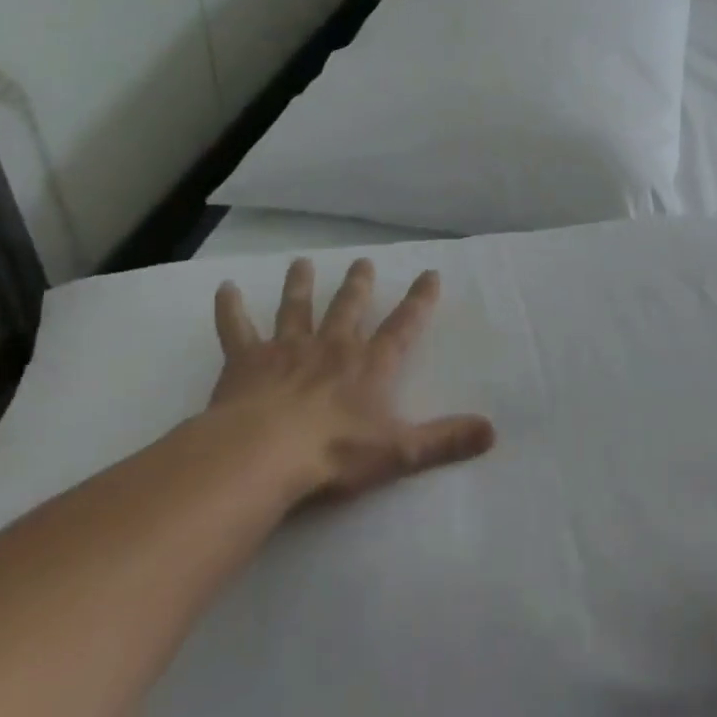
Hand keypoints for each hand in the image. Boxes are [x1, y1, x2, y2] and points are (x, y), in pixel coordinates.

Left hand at [211, 258, 495, 504]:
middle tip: (363, 262)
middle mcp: (332, 347)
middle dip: (358, 285)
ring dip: (300, 285)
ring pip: (296, 308)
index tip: (430, 274)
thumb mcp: (399, 451)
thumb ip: (445, 440)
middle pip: (348, 307)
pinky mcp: (246, 361)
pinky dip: (230, 309)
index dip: (419, 300)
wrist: (263, 455)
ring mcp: (287, 349)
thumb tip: (493, 431)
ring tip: (301, 262)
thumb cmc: (335, 452)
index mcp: (370, 365)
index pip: (403, 326)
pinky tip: (224, 289)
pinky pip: (236, 329)